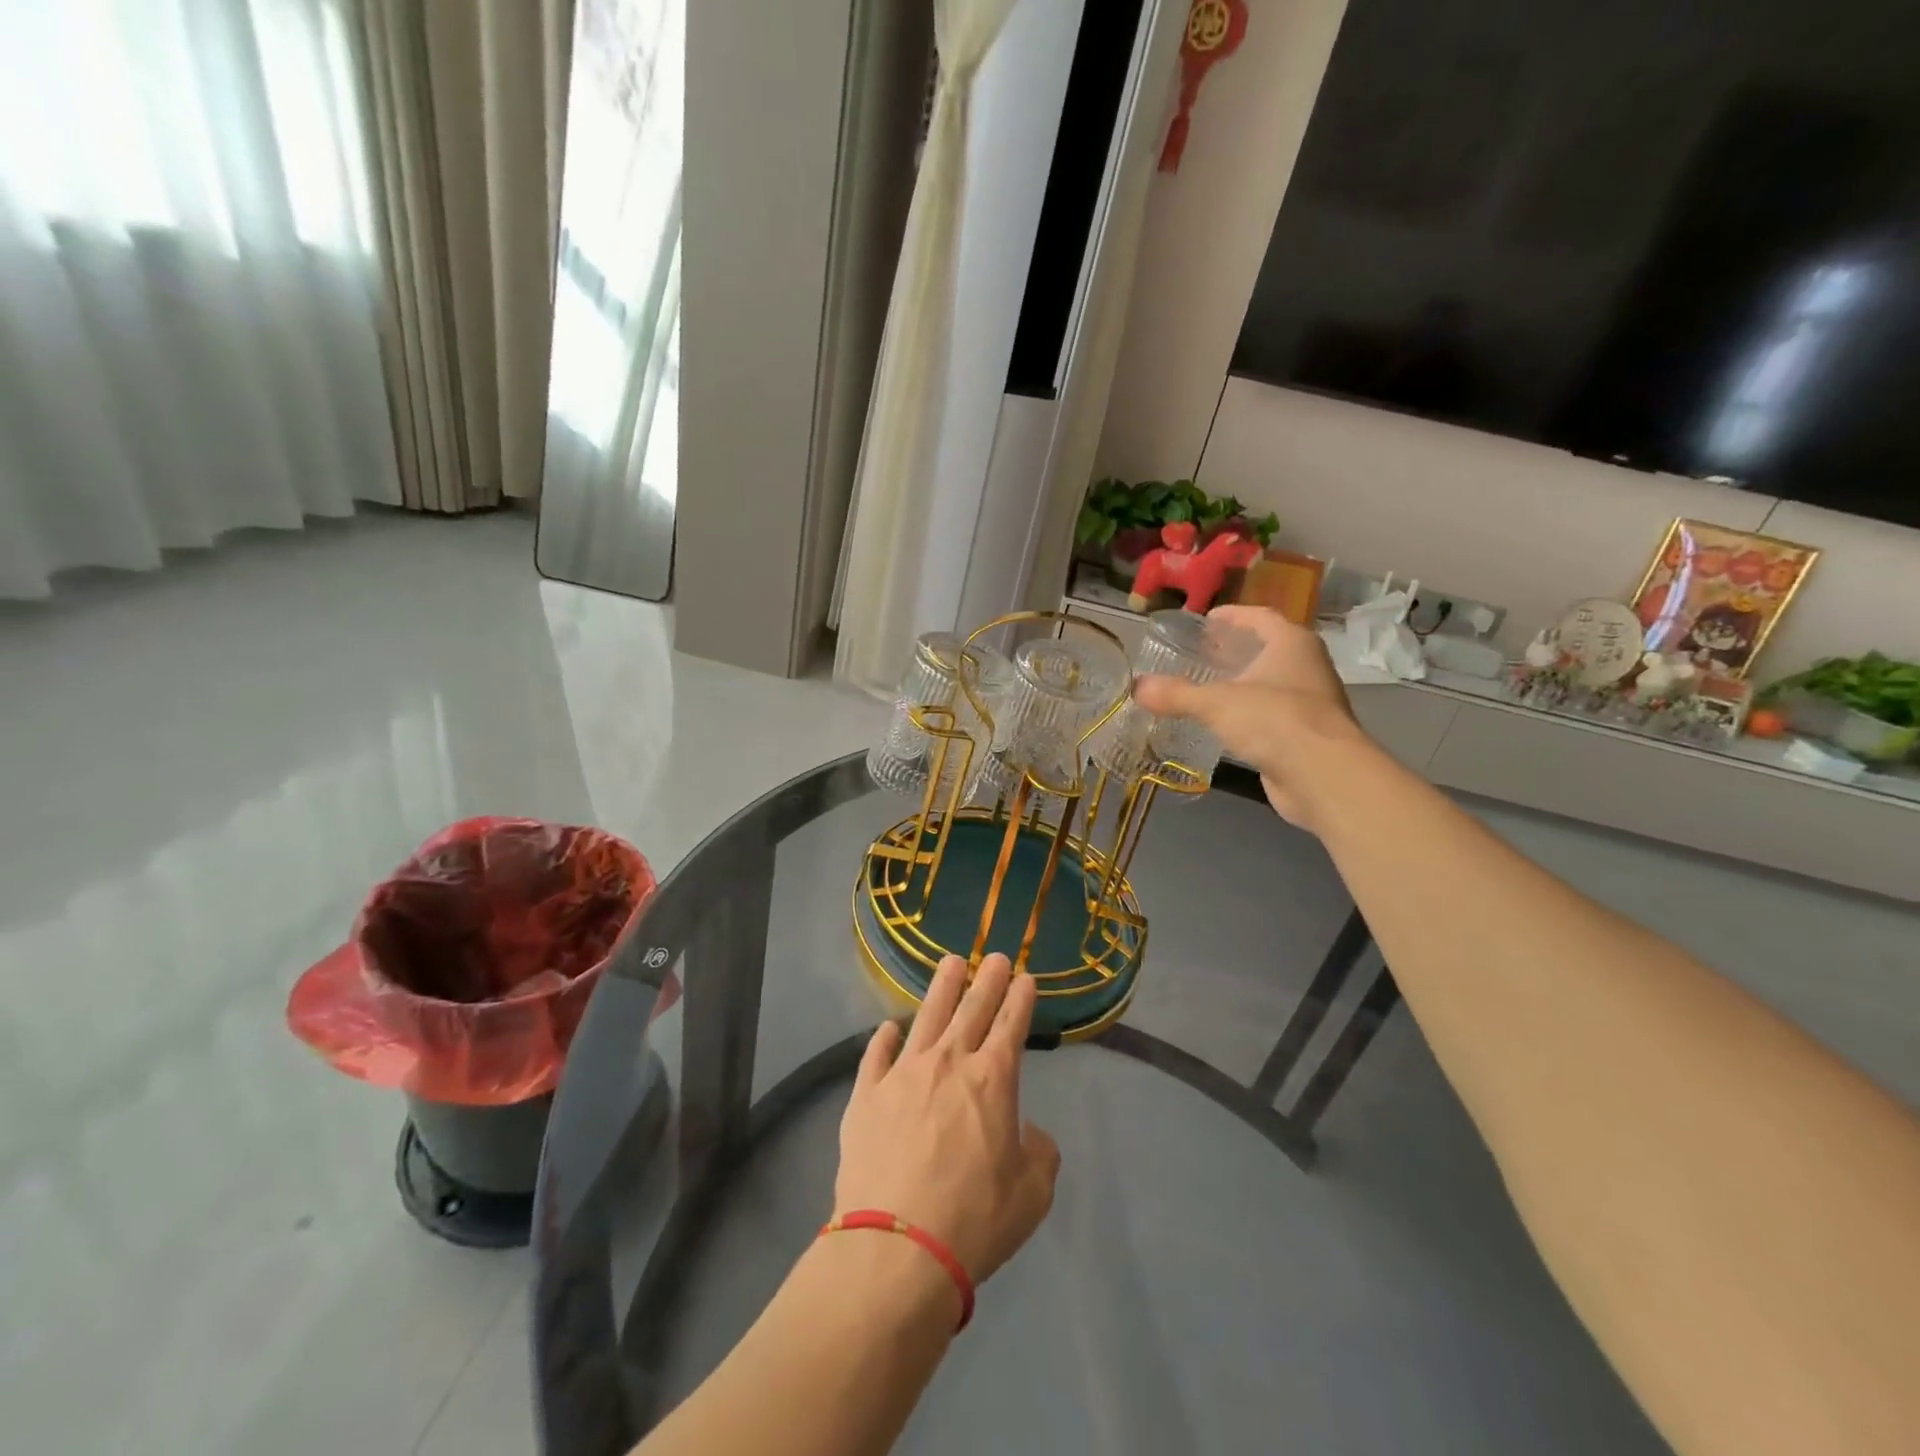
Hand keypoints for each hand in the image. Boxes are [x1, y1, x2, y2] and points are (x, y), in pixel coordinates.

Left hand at [835, 953, 1059, 1286]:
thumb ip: (1039, 1152)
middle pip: (971, 1008)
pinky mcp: (866, 1094)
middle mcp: (948, 1062)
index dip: (1020, 999)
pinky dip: (885, 1038)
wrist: (896, 1248)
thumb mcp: (1031, 1194)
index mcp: (992, 1080)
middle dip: (987, 979)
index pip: (1011, 1025)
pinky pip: (876, 1054)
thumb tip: (1026, 1130)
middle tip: (996, 956)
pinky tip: (889, 1028)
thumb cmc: (974, 1220)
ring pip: (926, 1016)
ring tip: (951, 962)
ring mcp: (902, 1073)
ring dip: (942, 987)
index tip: (1025, 978)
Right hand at [1134, 604, 1368, 833]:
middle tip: (1201, 653)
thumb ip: (1176, 694)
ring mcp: (1311, 701)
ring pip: (1271, 683)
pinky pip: (1272, 714)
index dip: (1232, 616)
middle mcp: (1307, 666)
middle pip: (1268, 648)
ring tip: (1207, 686)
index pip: (1260, 616)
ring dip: (1243, 683)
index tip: (1206, 620)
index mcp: (1292, 643)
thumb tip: (1137, 688)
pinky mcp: (1307, 734)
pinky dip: (1249, 713)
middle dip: (1235, 649)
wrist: (1322, 775)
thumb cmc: (1273, 720)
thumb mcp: (1216, 703)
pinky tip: (1225, 723)